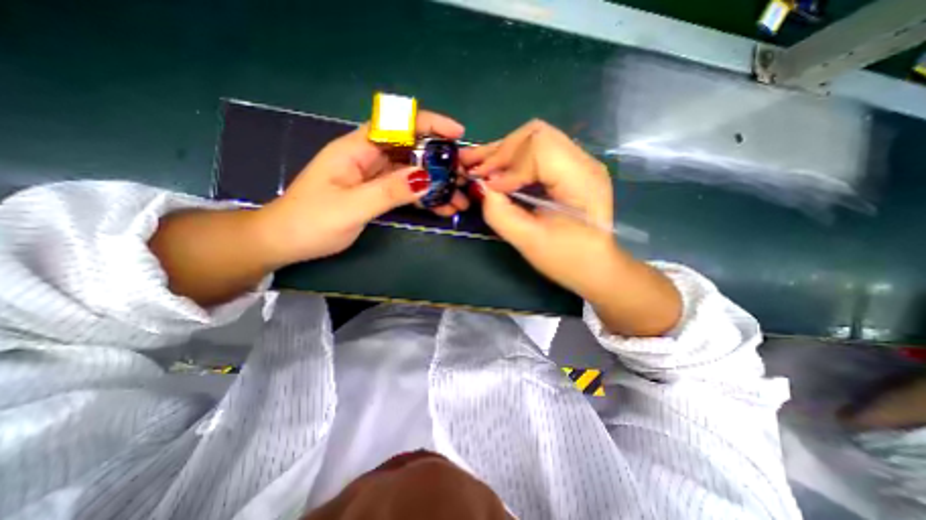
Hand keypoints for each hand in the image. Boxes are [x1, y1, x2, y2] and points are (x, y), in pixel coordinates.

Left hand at [252, 108, 466, 263]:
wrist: (287, 241)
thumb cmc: (311, 221)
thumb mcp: (352, 207)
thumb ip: (388, 191)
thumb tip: (426, 178)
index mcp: (356, 149)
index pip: (396, 124)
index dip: (428, 124)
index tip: (455, 134)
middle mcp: (368, 157)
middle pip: (411, 149)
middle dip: (439, 160)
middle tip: (464, 176)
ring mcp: (374, 176)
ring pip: (412, 171)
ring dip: (436, 183)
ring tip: (459, 199)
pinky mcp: (377, 192)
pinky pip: (406, 189)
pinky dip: (425, 197)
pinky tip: (442, 208)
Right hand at [461, 121, 612, 300]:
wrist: (594, 267)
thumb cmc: (566, 259)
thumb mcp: (529, 241)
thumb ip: (500, 213)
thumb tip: (479, 186)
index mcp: (581, 180)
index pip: (539, 148)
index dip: (508, 164)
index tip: (488, 187)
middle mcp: (584, 162)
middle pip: (535, 134)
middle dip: (500, 151)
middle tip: (474, 168)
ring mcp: (578, 162)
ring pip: (534, 138)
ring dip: (503, 151)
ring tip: (475, 162)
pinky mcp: (569, 168)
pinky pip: (537, 151)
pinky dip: (512, 158)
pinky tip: (494, 168)